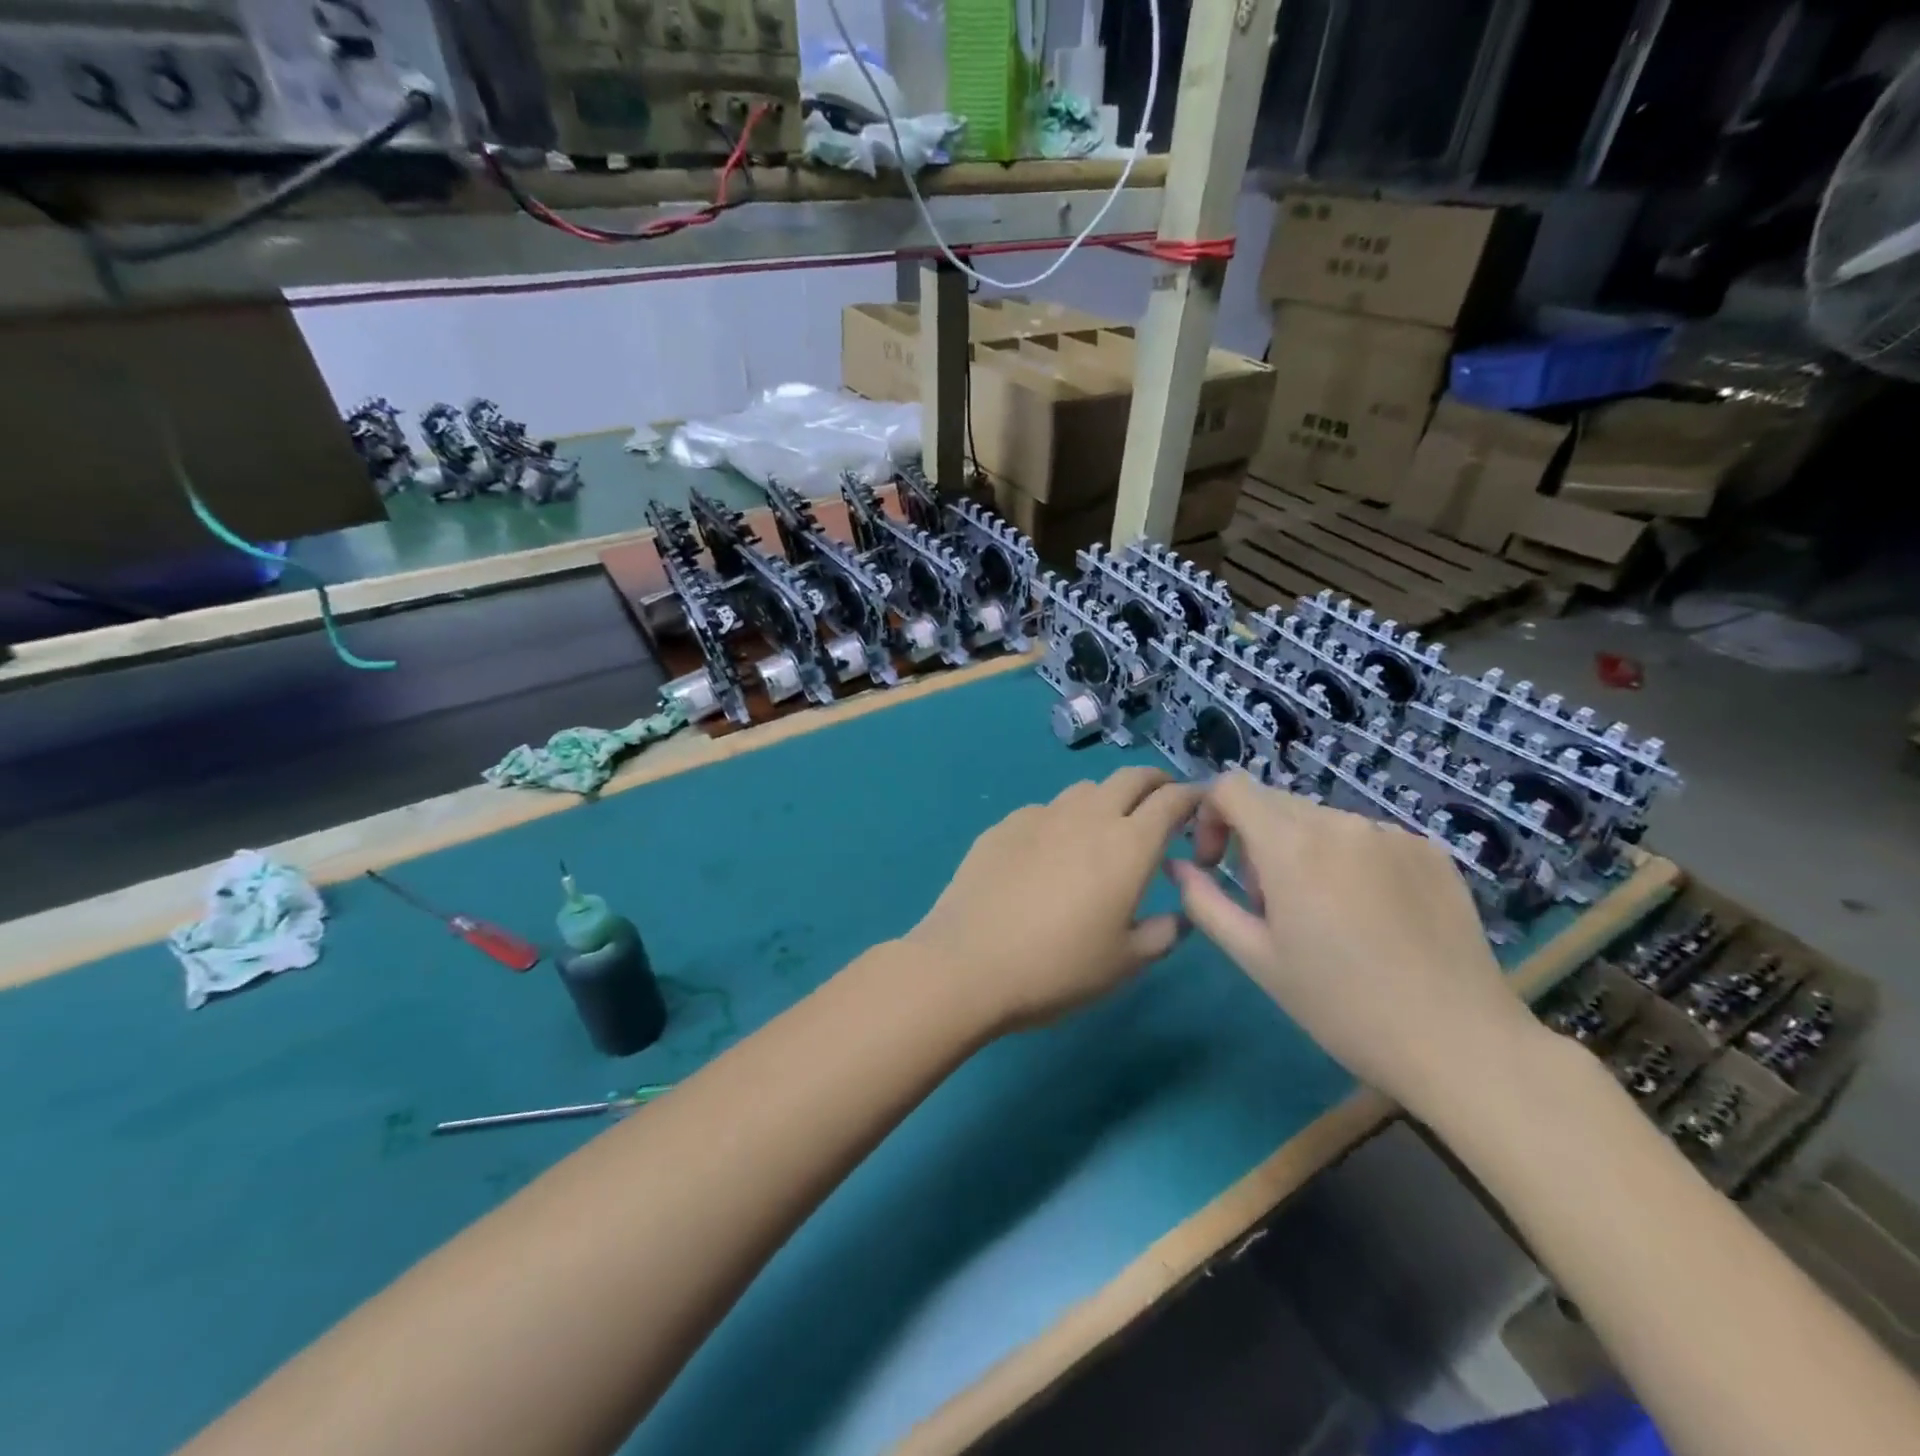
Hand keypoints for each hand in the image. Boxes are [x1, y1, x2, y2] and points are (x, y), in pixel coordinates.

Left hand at [906, 766, 1201, 1033]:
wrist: (968, 964)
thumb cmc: (1057, 968)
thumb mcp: (1125, 963)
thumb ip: (1163, 933)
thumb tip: (1180, 915)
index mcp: (1128, 845)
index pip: (1172, 800)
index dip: (1193, 797)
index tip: (1200, 806)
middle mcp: (1088, 816)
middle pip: (1130, 777)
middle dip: (1154, 783)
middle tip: (1161, 804)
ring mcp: (1041, 816)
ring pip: (1085, 789)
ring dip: (1107, 798)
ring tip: (1106, 827)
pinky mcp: (1004, 825)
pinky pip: (1045, 810)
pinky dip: (1062, 819)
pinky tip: (1050, 851)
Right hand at [1167, 772, 1539, 1112]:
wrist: (1459, 1042)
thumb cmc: (1340, 1005)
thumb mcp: (1255, 958)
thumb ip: (1205, 901)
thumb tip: (1179, 866)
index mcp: (1291, 845)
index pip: (1230, 787)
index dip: (1210, 816)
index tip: (1216, 864)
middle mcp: (1340, 822)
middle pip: (1274, 804)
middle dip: (1254, 841)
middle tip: (1269, 904)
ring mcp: (1391, 833)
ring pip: (1321, 821)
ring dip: (1302, 852)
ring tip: (1324, 916)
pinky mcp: (1429, 850)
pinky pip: (1366, 838)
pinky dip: (1349, 861)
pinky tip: (1371, 917)